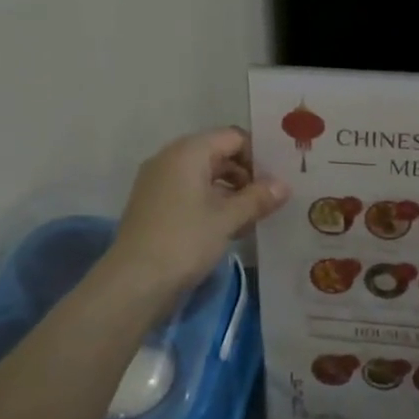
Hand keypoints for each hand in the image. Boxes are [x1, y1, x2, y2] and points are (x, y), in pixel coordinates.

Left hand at [105, 128, 288, 295]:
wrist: (134, 281)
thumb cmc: (185, 241)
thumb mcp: (227, 219)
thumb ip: (257, 198)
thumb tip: (284, 185)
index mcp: (188, 152)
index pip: (233, 137)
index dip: (258, 155)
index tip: (276, 181)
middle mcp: (170, 159)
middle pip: (218, 154)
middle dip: (246, 175)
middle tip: (270, 199)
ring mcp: (158, 182)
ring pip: (204, 176)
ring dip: (230, 192)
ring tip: (254, 217)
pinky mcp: (153, 205)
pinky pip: (189, 193)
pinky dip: (211, 203)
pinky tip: (230, 227)